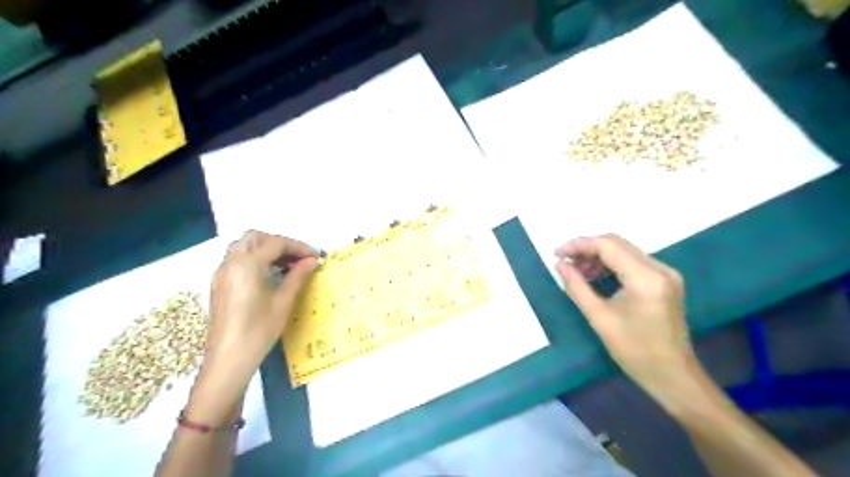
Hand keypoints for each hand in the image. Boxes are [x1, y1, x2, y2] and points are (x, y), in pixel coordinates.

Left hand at [187, 230, 315, 421]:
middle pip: (256, 237)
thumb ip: (298, 276)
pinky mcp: (218, 284)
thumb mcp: (283, 302)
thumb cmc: (259, 330)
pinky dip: (254, 258)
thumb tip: (313, 261)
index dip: (298, 247)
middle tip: (298, 258)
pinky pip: (236, 259)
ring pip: (243, 246)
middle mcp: (231, 262)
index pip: (276, 243)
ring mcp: (221, 273)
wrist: (228, 359)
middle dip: (279, 242)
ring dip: (265, 249)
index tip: (315, 257)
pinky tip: (269, 275)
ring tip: (286, 265)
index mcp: (247, 265)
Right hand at [556, 234, 700, 409]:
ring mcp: (665, 274)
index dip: (579, 245)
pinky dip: (611, 265)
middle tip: (564, 262)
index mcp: (646, 277)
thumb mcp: (599, 318)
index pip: (608, 245)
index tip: (557, 254)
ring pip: (624, 251)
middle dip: (587, 249)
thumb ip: (576, 286)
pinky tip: (595, 277)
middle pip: (617, 244)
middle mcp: (660, 268)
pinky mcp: (664, 281)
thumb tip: (559, 264)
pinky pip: (632, 262)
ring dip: (598, 257)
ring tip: (576, 272)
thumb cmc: (635, 351)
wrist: (673, 376)